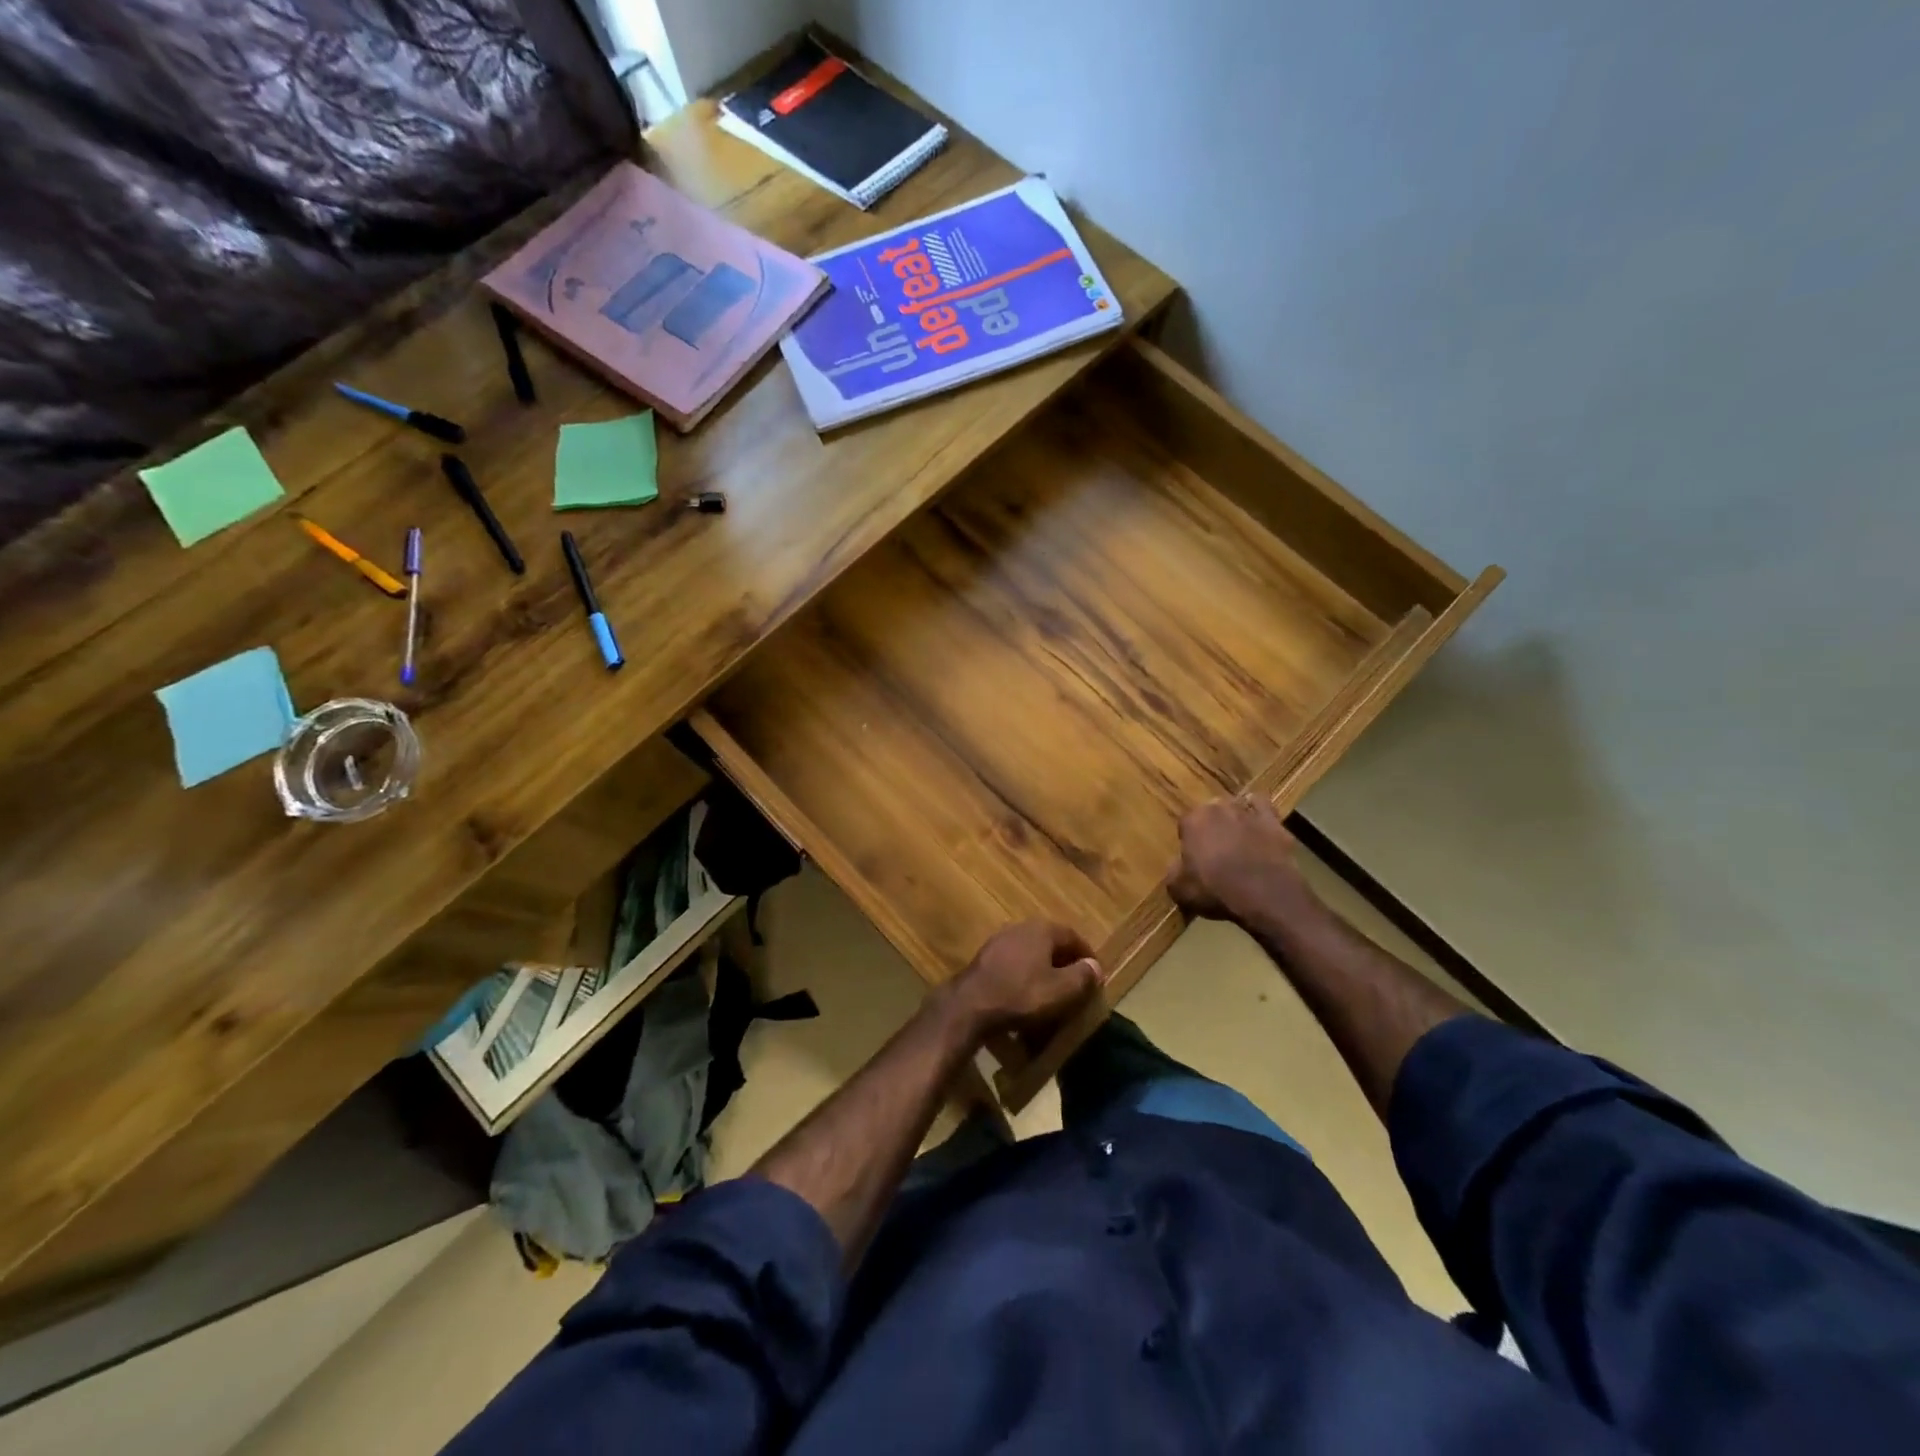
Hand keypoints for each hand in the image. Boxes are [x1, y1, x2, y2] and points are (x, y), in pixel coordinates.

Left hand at [941, 921, 1103, 1041]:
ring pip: (1031, 952)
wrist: (970, 1005)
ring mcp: (999, 940)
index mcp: (1042, 929)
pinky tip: (1026, 994)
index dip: (1087, 956)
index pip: (1073, 936)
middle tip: (1076, 983)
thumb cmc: (1022, 995)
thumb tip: (1095, 967)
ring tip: (1052, 990)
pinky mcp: (985, 958)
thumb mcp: (1062, 991)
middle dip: (1065, 961)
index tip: (1095, 975)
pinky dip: (1025, 975)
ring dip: (1044, 968)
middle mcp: (1020, 927)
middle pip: (1051, 942)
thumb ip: (1083, 977)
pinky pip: (1014, 963)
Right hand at [1168, 795, 1319, 928]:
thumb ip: (1175, 872)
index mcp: (1193, 820)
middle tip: (1216, 851)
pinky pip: (1263, 807)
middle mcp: (1218, 808)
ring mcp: (1248, 812)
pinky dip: (1259, 812)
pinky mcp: (1273, 821)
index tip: (1193, 859)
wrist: (1265, 895)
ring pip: (1236, 808)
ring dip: (1235, 820)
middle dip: (1212, 827)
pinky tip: (1259, 825)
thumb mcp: (1179, 889)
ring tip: (1238, 841)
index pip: (1186, 824)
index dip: (1189, 842)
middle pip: (1211, 813)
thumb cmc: (1215, 890)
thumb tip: (1179, 867)